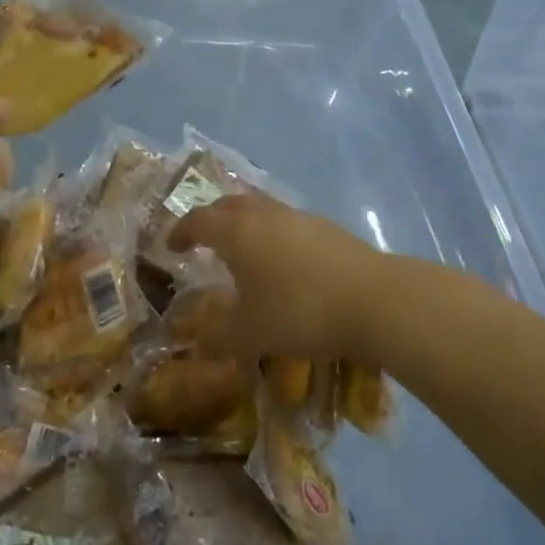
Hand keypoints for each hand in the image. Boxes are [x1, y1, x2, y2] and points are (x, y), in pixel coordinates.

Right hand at [169, 193, 394, 360]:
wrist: (373, 300)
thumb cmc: (299, 312)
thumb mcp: (250, 334)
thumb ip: (218, 336)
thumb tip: (198, 340)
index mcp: (236, 232)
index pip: (198, 221)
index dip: (181, 232)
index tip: (171, 247)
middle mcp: (264, 214)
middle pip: (229, 204)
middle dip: (211, 219)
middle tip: (203, 239)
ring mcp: (299, 217)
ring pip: (261, 209)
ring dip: (245, 224)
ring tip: (243, 250)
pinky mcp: (327, 228)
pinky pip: (287, 222)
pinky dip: (273, 235)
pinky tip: (283, 262)